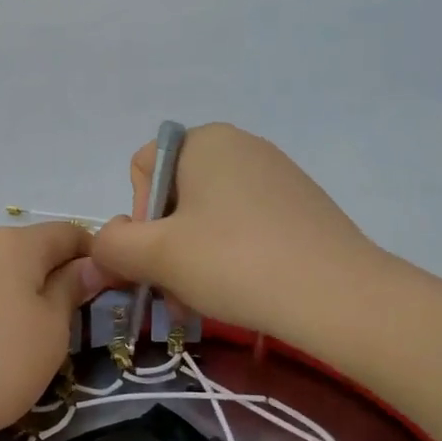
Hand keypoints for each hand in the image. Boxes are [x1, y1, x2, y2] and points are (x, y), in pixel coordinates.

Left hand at [0, 222, 99, 440]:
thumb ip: (71, 290)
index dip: (93, 256)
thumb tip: (88, 264)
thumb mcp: (51, 332)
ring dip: (11, 296)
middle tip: (62, 324)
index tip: (106, 289)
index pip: (67, 233)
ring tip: (14, 344)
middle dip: (49, 278)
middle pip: (24, 251)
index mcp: (13, 244)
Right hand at [93, 123, 387, 342]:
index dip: (138, 215)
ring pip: (207, 218)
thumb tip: (104, 244)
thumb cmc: (234, 262)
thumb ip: (112, 245)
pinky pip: (244, 227)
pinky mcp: (300, 207)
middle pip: (174, 196)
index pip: (142, 169)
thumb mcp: (156, 255)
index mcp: (205, 140)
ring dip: (192, 259)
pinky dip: (230, 258)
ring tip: (204, 299)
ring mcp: (276, 176)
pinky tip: (240, 291)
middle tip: (176, 289)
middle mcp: (241, 146)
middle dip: (165, 245)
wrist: (337, 295)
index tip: (158, 253)